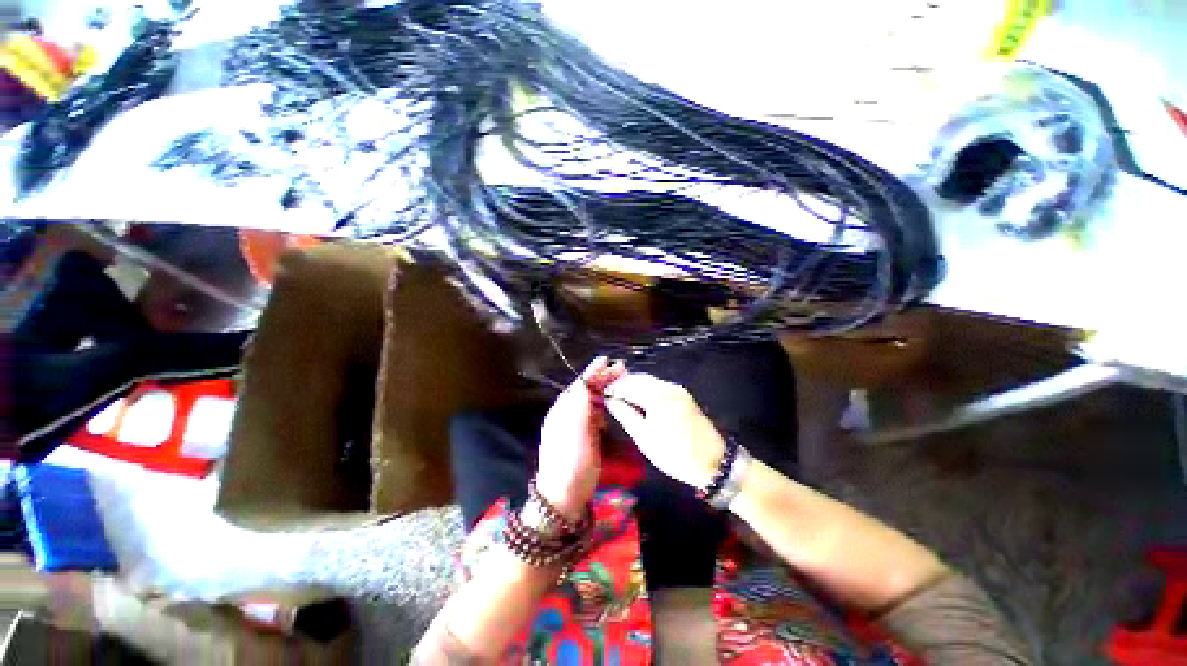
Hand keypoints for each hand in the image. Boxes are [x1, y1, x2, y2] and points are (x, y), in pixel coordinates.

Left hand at [536, 357, 625, 521]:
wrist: (564, 495)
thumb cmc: (570, 461)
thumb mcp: (574, 431)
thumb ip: (580, 405)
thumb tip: (586, 382)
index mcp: (563, 410)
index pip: (580, 384)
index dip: (593, 372)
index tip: (607, 360)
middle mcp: (568, 414)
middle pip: (587, 391)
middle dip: (602, 379)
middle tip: (621, 370)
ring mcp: (577, 427)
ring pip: (592, 402)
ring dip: (605, 391)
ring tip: (620, 384)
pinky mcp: (586, 438)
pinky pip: (595, 415)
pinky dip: (604, 407)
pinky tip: (613, 406)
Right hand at [603, 372, 726, 488]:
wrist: (715, 463)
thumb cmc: (675, 453)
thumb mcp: (644, 437)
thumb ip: (625, 414)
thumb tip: (610, 400)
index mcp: (657, 395)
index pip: (628, 383)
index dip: (613, 387)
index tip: (601, 394)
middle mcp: (668, 386)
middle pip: (639, 378)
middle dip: (623, 384)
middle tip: (610, 395)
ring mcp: (678, 390)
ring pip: (650, 381)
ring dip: (635, 386)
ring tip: (622, 399)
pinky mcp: (684, 396)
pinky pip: (660, 387)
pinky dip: (647, 391)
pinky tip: (640, 402)